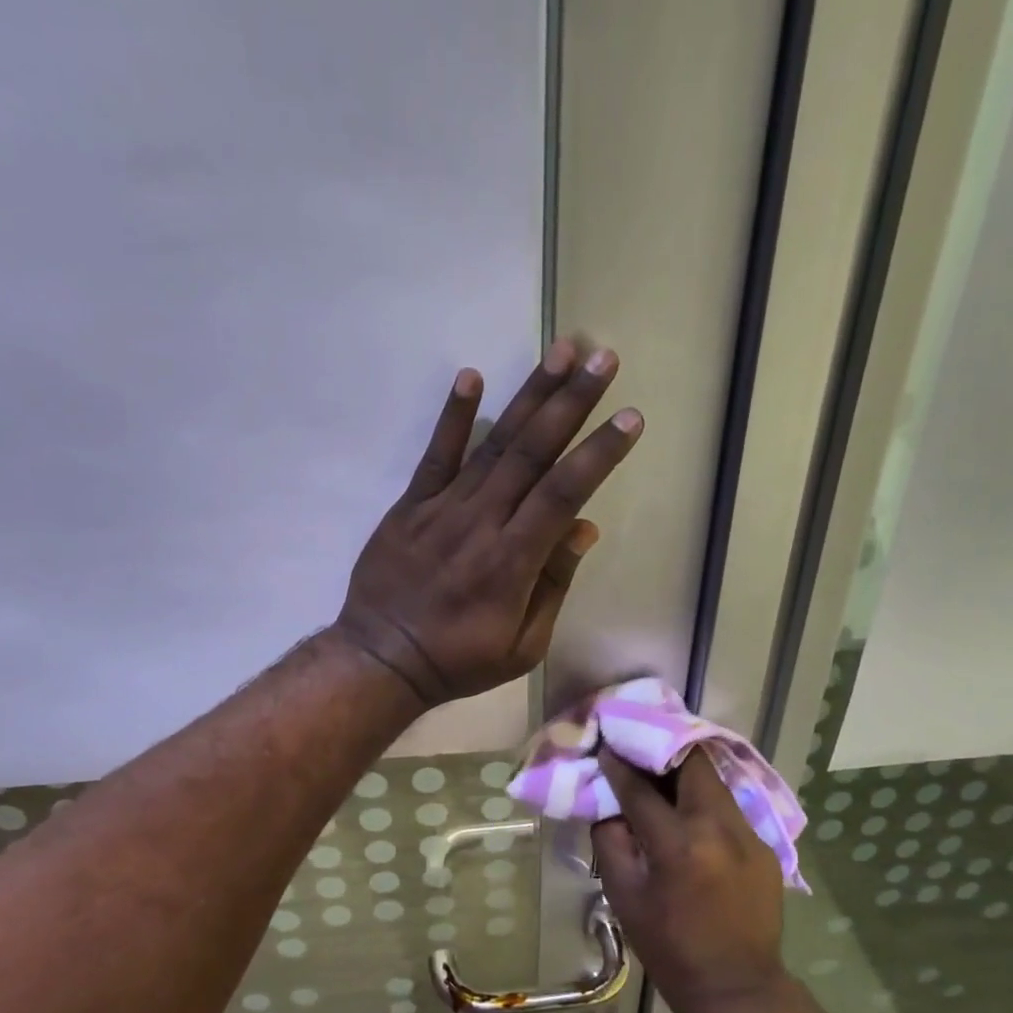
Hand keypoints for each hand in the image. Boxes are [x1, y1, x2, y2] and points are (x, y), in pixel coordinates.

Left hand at [335, 338, 640, 706]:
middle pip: (532, 453)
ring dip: (529, 396)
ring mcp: (442, 509)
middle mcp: (481, 523)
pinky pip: (435, 456)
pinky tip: (471, 376)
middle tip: (602, 357)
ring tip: (561, 351)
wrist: (383, 659)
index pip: (563, 494)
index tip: (629, 418)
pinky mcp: (410, 506)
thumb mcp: (523, 645)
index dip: (598, 454)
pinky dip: (453, 417)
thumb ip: (553, 585)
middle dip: (572, 402)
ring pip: (493, 444)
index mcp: (513, 562)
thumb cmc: (460, 660)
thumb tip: (582, 527)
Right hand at [593, 748, 787, 1012]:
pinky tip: (689, 813)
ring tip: (661, 774)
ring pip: (713, 781)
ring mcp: (748, 834)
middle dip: (661, 752)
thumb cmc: (670, 947)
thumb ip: (611, 842)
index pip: (641, 789)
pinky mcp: (763, 845)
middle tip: (639, 750)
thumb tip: (609, 805)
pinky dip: (703, 800)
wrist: (737, 988)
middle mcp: (719, 828)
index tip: (606, 746)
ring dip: (685, 772)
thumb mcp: (624, 897)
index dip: (619, 766)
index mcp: (679, 845)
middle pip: (691, 764)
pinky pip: (728, 807)